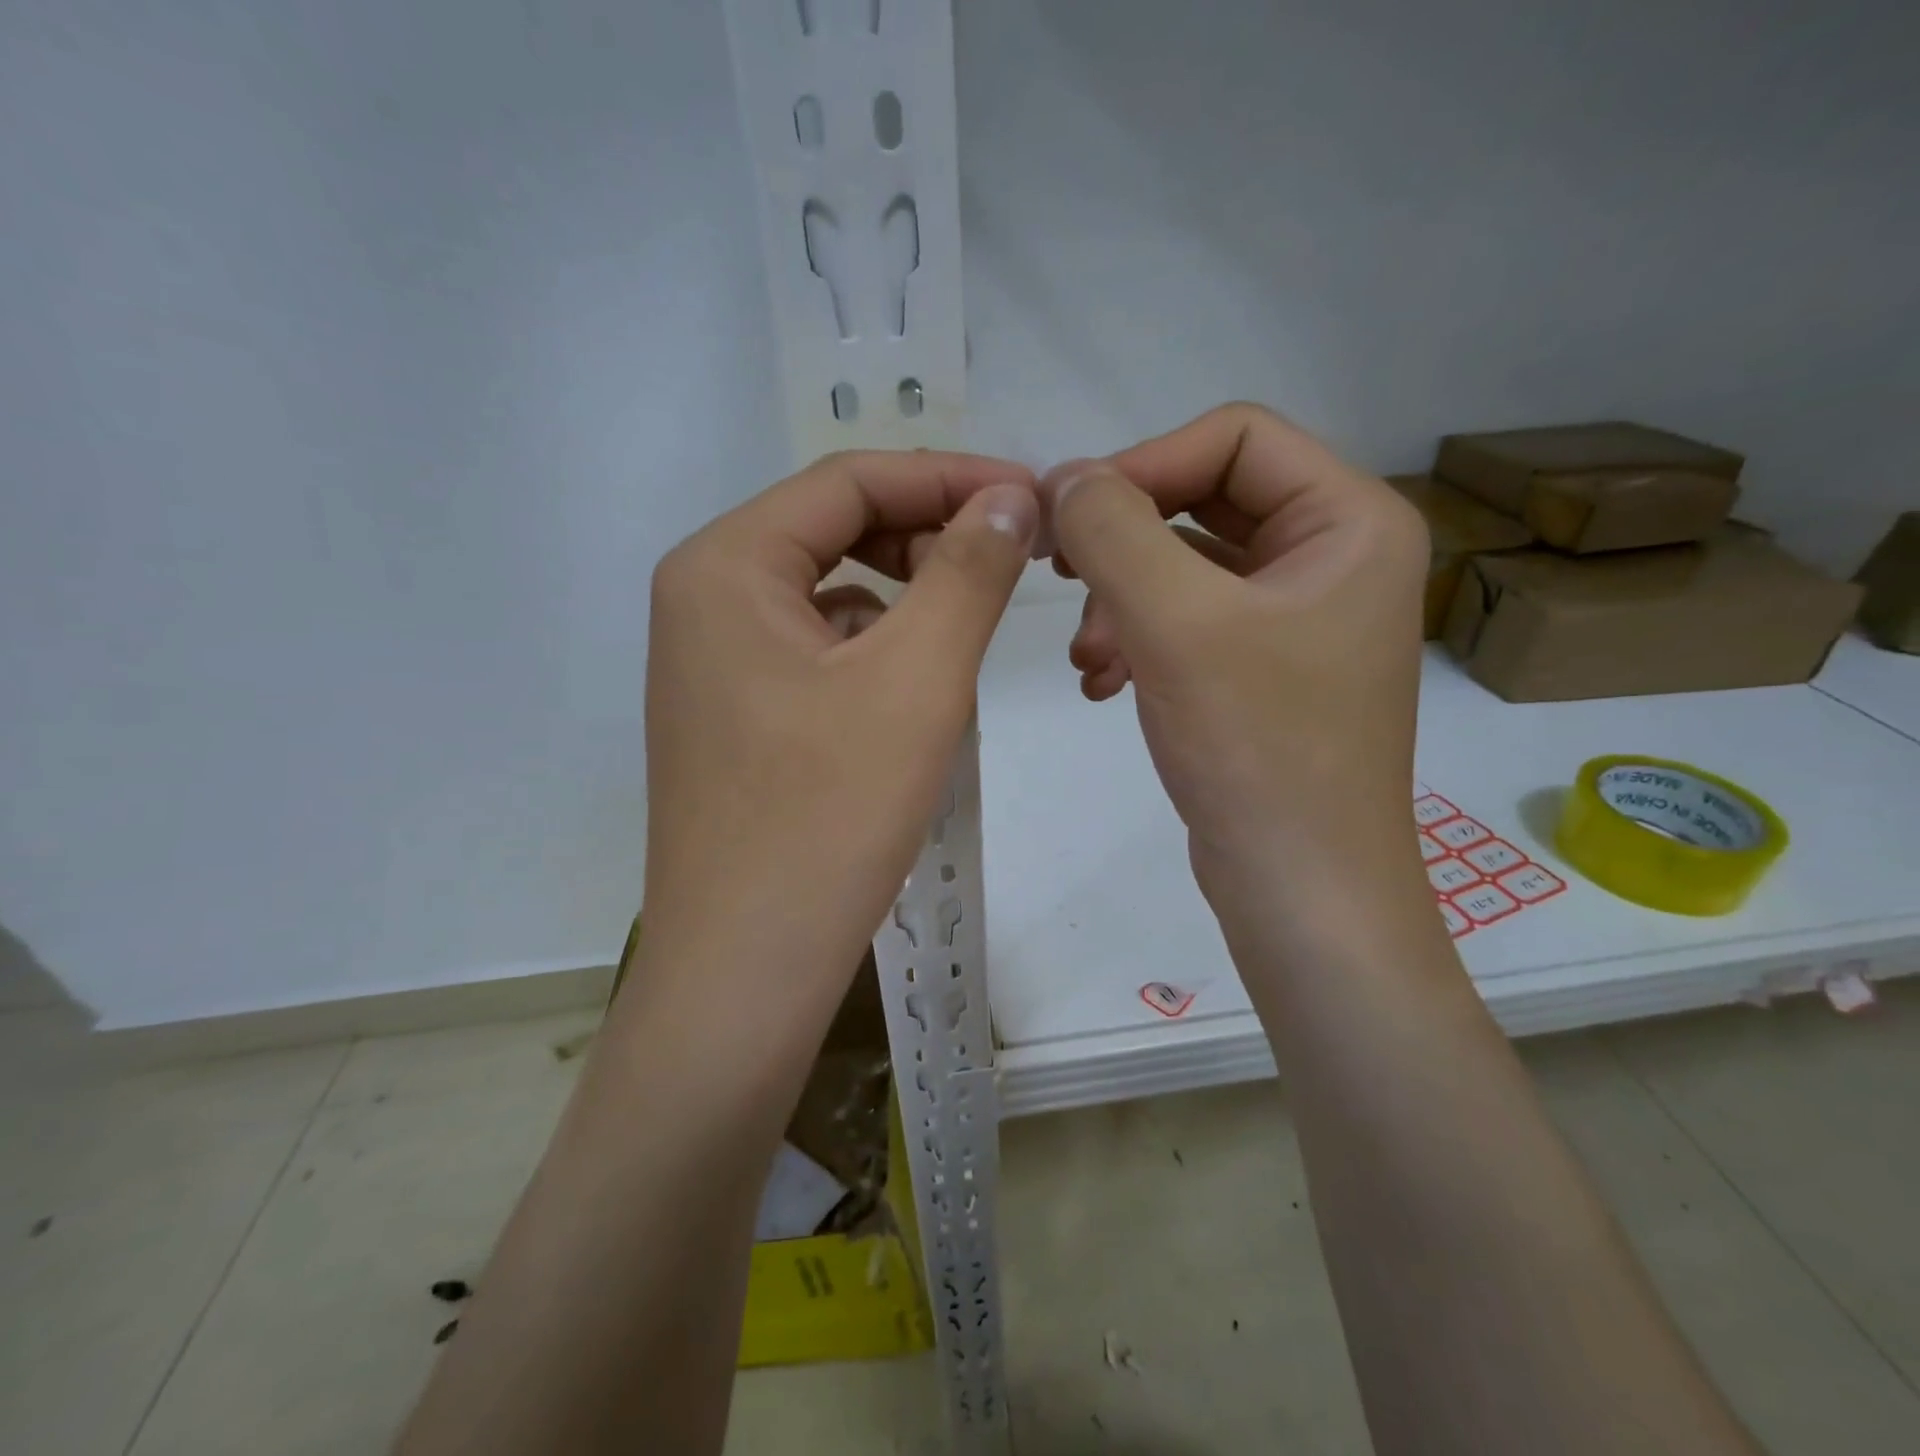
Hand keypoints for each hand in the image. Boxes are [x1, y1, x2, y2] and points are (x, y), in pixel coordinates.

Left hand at [639, 449, 1037, 1019]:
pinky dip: (875, 648)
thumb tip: (1011, 498)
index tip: (1031, 498)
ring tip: (967, 632)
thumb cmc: (829, 817)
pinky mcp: (734, 715)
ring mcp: (712, 662)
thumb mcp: (917, 680)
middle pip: (833, 530)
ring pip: (829, 593)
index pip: (849, 481)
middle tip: (1011, 563)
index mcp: (724, 566)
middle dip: (928, 534)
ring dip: (906, 595)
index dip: (949, 476)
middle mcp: (702, 599)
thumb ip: (968, 572)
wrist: (747, 969)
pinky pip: (816, 650)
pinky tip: (914, 692)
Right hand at [1043, 403, 1428, 912]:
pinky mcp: (1263, 669)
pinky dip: (1137, 640)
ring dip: (1120, 600)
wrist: (1299, 888)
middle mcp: (1332, 556)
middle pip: (1204, 501)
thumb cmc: (1257, 748)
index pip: (1234, 438)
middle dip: (1124, 543)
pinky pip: (1188, 623)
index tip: (1067, 520)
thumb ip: (1113, 531)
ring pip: (1185, 567)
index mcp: (1349, 520)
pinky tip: (1100, 683)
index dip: (1142, 463)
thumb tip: (1063, 477)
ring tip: (1085, 659)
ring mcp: (1297, 617)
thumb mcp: (1175, 624)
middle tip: (1059, 577)